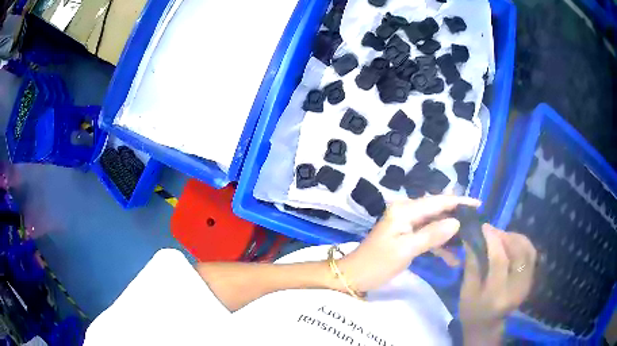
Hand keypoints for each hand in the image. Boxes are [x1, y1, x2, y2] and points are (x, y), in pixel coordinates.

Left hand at [338, 195, 479, 291]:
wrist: (354, 276)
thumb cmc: (377, 264)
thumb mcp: (406, 250)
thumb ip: (432, 235)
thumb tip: (456, 222)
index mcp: (405, 210)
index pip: (437, 201)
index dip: (459, 201)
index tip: (478, 204)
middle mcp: (407, 212)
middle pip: (438, 210)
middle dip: (457, 217)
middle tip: (476, 225)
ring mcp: (406, 224)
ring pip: (435, 224)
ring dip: (450, 235)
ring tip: (467, 245)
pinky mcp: (407, 236)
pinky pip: (428, 236)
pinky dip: (439, 245)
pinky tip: (452, 258)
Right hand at [459, 225, 536, 344]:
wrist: (487, 326)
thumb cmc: (472, 311)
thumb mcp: (466, 291)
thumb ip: (472, 264)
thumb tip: (472, 238)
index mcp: (497, 295)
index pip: (500, 261)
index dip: (493, 240)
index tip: (484, 227)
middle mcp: (516, 288)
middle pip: (519, 253)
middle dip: (506, 236)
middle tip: (493, 231)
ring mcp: (526, 284)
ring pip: (528, 251)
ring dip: (516, 238)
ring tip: (502, 236)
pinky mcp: (530, 280)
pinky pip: (531, 255)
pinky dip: (523, 244)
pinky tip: (511, 243)